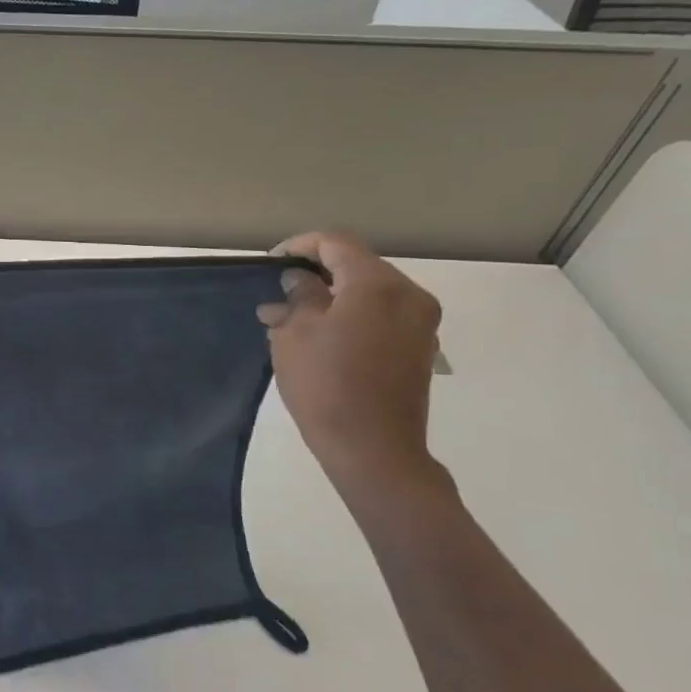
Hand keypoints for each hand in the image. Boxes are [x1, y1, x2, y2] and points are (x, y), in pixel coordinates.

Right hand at [256, 232, 442, 487]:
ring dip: (332, 296)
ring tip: (293, 317)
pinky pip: (381, 315)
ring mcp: (420, 323)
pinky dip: (351, 315)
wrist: (372, 448)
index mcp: (378, 284)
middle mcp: (409, 295)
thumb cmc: (326, 385)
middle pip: (357, 265)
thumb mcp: (295, 334)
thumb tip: (297, 281)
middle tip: (278, 292)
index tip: (270, 262)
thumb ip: (297, 297)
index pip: (336, 243)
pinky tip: (321, 336)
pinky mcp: (419, 348)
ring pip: (369, 291)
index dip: (299, 246)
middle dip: (316, 273)